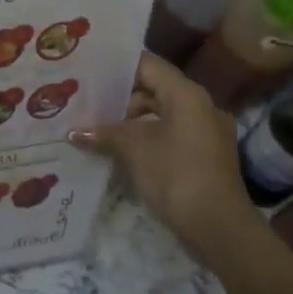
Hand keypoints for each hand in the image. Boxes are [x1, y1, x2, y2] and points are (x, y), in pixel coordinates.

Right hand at [69, 53, 258, 263]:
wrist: (219, 228)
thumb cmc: (176, 176)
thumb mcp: (134, 150)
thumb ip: (104, 134)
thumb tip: (73, 132)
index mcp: (187, 95)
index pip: (148, 65)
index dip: (117, 66)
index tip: (88, 69)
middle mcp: (200, 106)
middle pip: (154, 89)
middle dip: (120, 96)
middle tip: (86, 100)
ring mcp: (206, 132)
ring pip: (161, 113)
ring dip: (131, 120)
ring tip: (96, 127)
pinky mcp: (205, 155)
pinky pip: (170, 134)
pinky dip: (146, 137)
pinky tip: (119, 150)